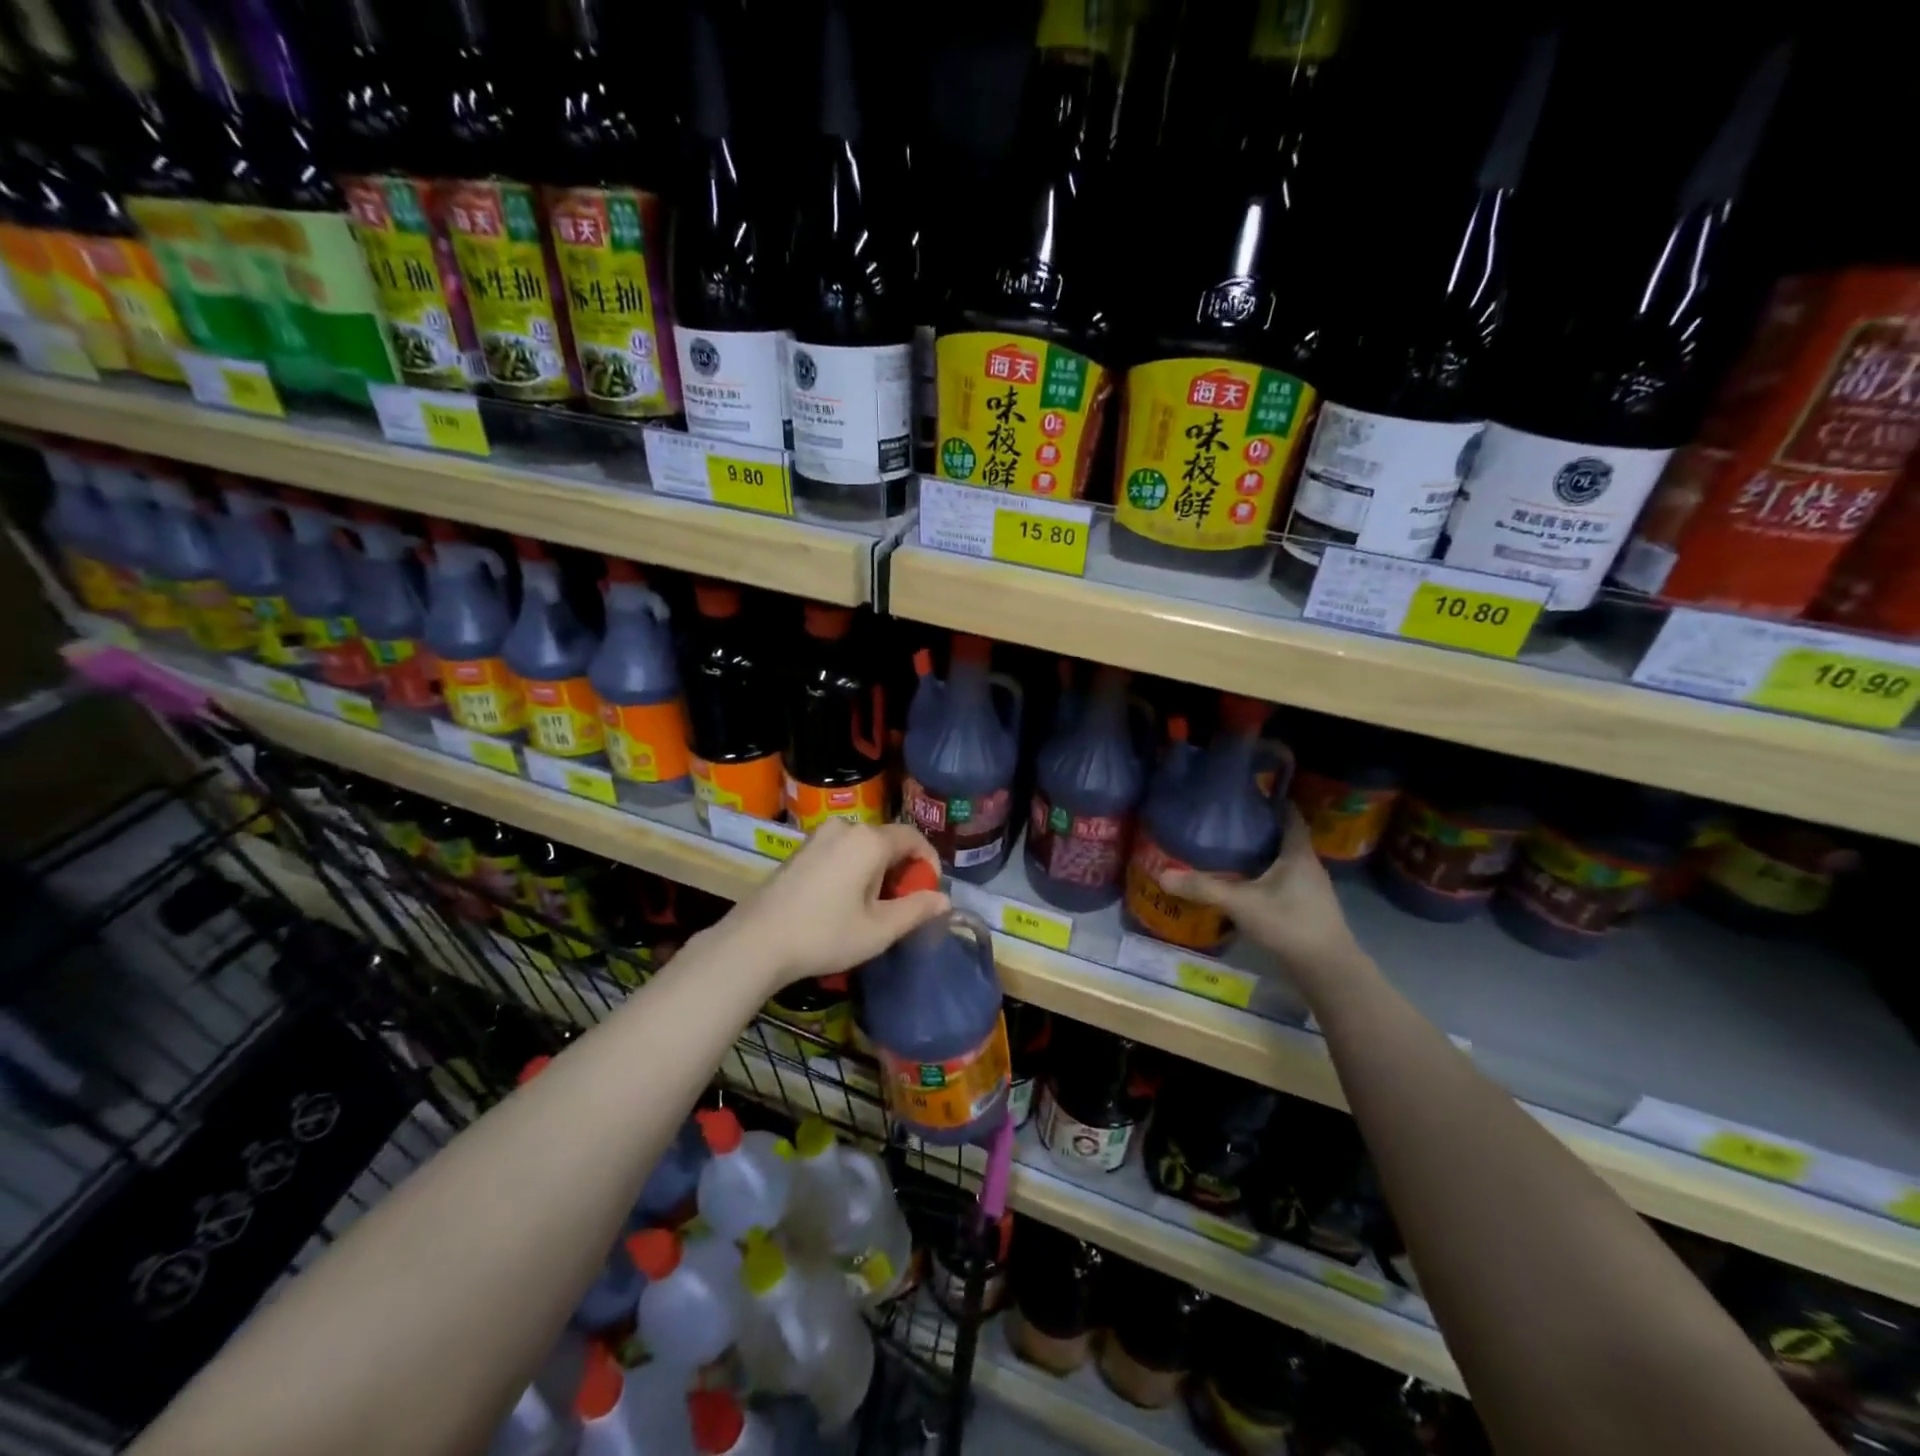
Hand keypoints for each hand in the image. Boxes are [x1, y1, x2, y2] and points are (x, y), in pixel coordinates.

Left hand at [720, 819, 949, 991]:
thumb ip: (916, 910)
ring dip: (876, 871)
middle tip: (900, 907)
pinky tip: (843, 901)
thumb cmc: (825, 934)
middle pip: (888, 841)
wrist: (756, 941)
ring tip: (872, 908)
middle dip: (901, 870)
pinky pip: (841, 851)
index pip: (914, 838)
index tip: (929, 893)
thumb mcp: (879, 929)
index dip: (929, 863)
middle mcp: (845, 827)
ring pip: (863, 847)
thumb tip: (944, 899)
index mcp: (869, 840)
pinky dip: (853, 869)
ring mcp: (819, 836)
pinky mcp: (801, 849)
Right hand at [1161, 807, 1363, 986]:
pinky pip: (1282, 881)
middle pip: (1284, 837)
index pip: (1289, 815)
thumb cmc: (1290, 924)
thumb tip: (1163, 874)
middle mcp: (1308, 865)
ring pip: (1283, 860)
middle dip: (1258, 827)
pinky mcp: (1306, 908)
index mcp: (1298, 853)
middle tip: (1226, 820)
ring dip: (1261, 853)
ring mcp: (1310, 889)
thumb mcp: (1242, 903)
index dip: (1272, 801)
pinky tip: (1242, 883)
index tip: (1247, 793)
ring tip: (1228, 848)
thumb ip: (1203, 888)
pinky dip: (1264, 876)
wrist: (1328, 971)